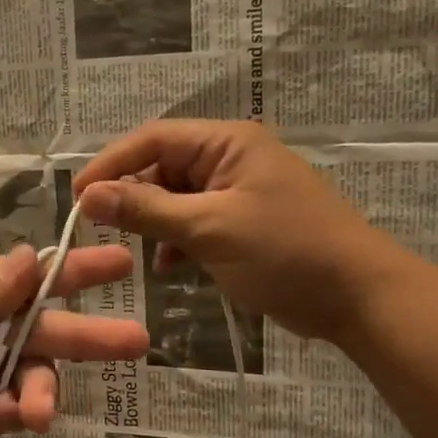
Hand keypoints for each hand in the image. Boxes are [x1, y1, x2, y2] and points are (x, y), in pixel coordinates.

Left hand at [0, 245, 147, 437]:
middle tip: (135, 342)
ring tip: (37, 410)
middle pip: (42, 328)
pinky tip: (19, 420)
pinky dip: (23, 415)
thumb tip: (30, 258)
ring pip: (34, 375)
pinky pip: (14, 413)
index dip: (72, 271)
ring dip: (45, 389)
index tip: (120, 263)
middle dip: (86, 334)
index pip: (27, 277)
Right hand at [74, 119, 404, 341]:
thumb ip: (146, 209)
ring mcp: (239, 190)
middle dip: (133, 197)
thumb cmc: (286, 253)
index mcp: (227, 142)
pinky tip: (168, 267)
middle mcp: (231, 157)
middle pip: (163, 166)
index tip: (77, 198)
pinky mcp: (244, 222)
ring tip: (136, 253)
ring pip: (176, 197)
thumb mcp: (209, 229)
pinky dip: (178, 240)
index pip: (153, 139)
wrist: (360, 299)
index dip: (111, 164)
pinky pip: (196, 221)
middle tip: (101, 230)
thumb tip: (87, 196)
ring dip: (154, 222)